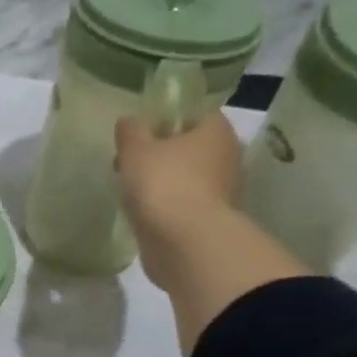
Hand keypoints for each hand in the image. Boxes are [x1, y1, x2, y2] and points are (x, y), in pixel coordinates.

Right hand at [113, 111, 242, 288]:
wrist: (185, 243)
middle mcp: (227, 157)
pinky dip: (165, 206)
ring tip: (130, 191)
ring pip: (186, 177)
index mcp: (216, 131)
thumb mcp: (135, 150)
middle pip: (190, 147)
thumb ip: (130, 131)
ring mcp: (222, 191)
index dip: (165, 119)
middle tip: (129, 163)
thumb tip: (129, 121)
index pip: (194, 114)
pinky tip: (143, 213)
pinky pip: (183, 204)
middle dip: (161, 154)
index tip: (139, 133)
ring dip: (162, 182)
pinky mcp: (210, 220)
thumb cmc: (163, 183)